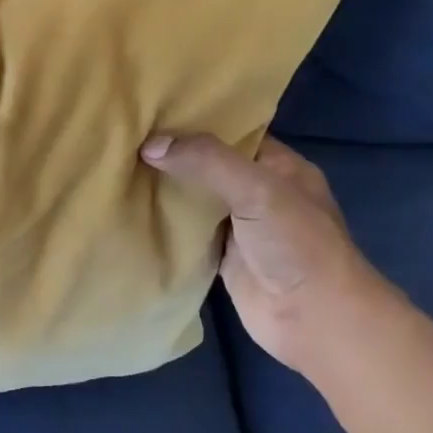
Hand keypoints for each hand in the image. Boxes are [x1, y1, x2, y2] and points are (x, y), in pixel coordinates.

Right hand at [140, 132, 392, 372]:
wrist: (314, 319)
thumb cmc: (296, 245)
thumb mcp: (256, 189)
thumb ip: (207, 162)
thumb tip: (149, 144)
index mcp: (280, 167)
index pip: (234, 133)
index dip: (197, 123)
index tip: (152, 113)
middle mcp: (259, 193)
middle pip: (209, 166)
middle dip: (174, 155)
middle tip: (126, 138)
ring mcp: (239, 228)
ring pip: (195, 200)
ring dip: (165, 190)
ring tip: (118, 167)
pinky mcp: (221, 259)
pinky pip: (187, 233)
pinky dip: (163, 224)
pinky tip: (130, 209)